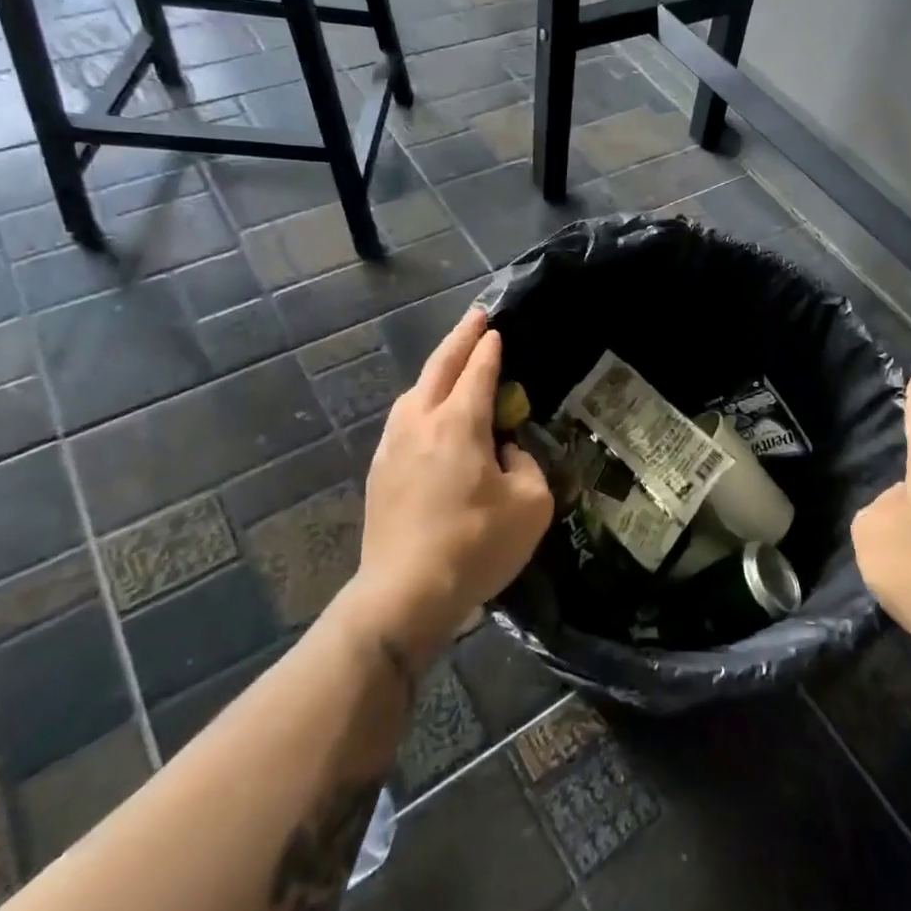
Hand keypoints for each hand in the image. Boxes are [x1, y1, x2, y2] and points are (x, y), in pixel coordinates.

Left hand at [350, 308, 553, 656]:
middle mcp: (420, 422)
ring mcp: (393, 445)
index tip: (496, 330)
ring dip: (436, 370)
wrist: (404, 592)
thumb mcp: (531, 504)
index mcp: (459, 423)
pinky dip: (421, 401)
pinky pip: (403, 419)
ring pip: (414, 392)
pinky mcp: (379, 471)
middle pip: (439, 367)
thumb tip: (507, 452)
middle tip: (475, 317)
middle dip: (459, 338)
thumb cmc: (476, 545)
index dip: (490, 348)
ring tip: (452, 364)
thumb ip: (526, 465)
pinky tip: (428, 415)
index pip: (477, 371)